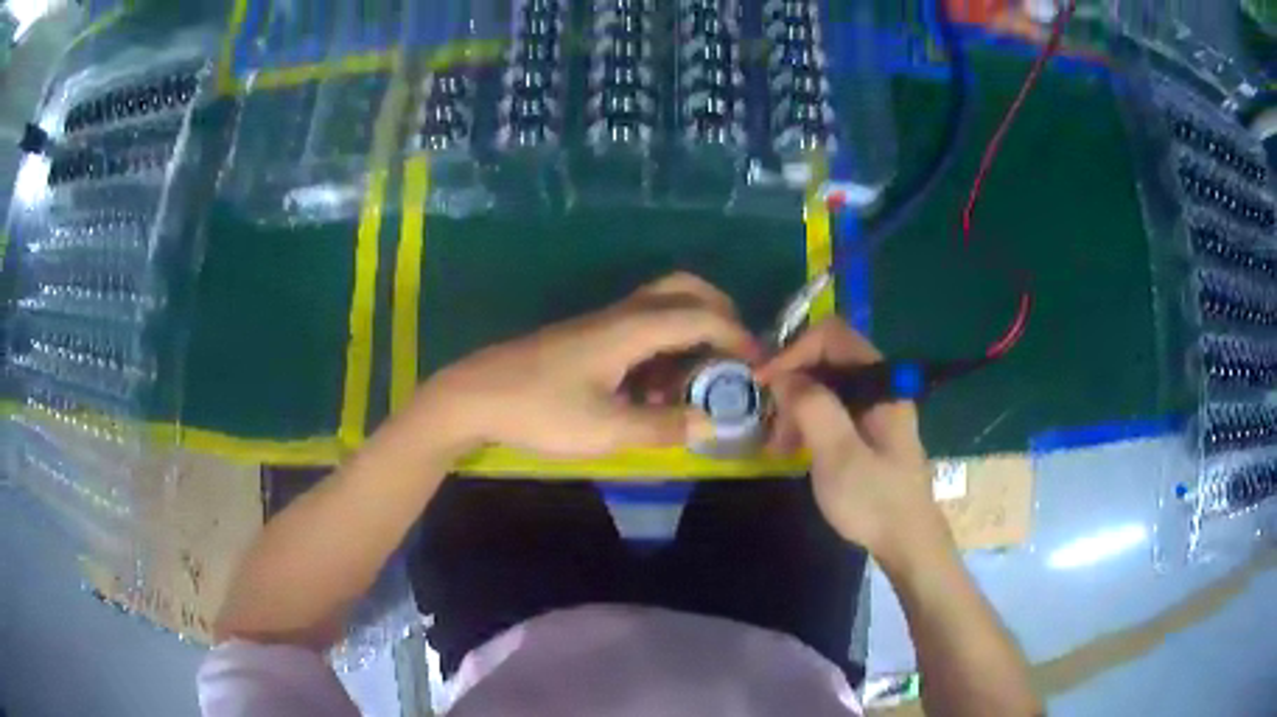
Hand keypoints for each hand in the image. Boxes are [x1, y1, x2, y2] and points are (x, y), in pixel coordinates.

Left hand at [417, 273, 758, 457]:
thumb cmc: (539, 411)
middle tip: (734, 352)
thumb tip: (711, 424)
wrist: (475, 396)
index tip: (760, 364)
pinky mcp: (587, 337)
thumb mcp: (605, 429)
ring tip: (693, 383)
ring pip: (661, 308)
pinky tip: (652, 390)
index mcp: (630, 329)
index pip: (700, 315)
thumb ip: (661, 426)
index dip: (737, 336)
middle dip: (718, 312)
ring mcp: (601, 323)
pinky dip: (661, 347)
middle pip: (682, 289)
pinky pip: (638, 327)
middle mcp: (620, 315)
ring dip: (689, 333)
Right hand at [757, 319, 946, 557]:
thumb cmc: (874, 501)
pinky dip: (807, 422)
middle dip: (792, 383)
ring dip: (796, 407)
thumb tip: (784, 374)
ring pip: (826, 386)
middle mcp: (880, 387)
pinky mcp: (867, 430)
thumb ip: (814, 407)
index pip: (832, 336)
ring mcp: (874, 409)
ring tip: (777, 446)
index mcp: (882, 383)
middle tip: (770, 422)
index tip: (764, 382)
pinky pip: (830, 410)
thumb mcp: (839, 455)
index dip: (794, 350)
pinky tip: (791, 449)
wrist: (907, 544)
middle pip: (827, 359)